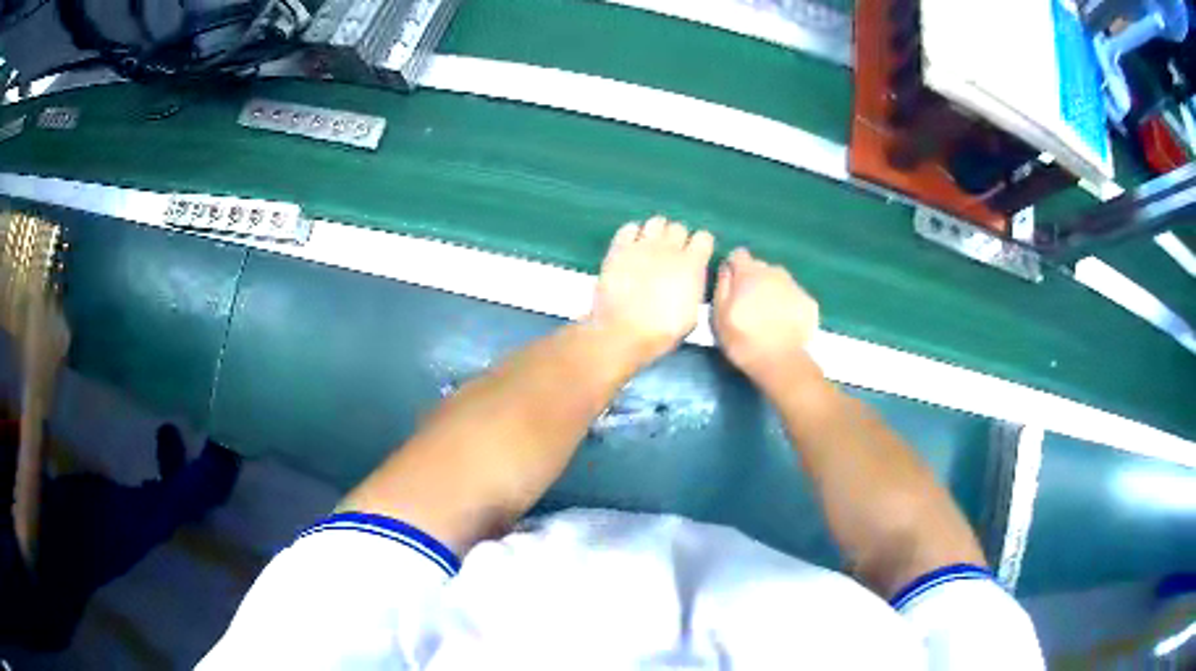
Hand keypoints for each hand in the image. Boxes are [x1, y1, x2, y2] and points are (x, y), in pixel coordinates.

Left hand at [588, 216, 713, 363]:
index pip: (704, 237)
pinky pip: (629, 228)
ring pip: (656, 222)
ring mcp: (643, 245)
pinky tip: (632, 244)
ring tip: (652, 246)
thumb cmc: (662, 331)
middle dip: (678, 239)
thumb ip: (693, 287)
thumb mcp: (692, 314)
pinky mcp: (619, 248)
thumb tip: (691, 278)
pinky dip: (633, 233)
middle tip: (671, 254)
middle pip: (679, 227)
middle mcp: (669, 248)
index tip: (696, 256)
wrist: (624, 332)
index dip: (700, 246)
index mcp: (692, 264)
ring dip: (657, 232)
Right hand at [713, 248, 819, 387]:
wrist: (782, 362)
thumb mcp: (719, 316)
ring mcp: (794, 286)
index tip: (732, 283)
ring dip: (772, 290)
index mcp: (749, 273)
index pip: (739, 254)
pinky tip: (784, 323)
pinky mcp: (809, 301)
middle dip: (754, 279)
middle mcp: (774, 272)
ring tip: (768, 315)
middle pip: (760, 267)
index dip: (734, 267)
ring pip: (779, 280)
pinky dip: (788, 304)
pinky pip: (794, 295)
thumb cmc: (743, 340)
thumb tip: (726, 268)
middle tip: (749, 304)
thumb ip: (722, 286)